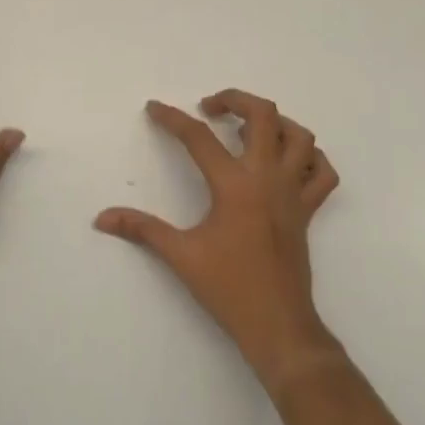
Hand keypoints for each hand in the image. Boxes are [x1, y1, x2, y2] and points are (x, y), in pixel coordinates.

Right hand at [94, 90, 340, 387]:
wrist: (277, 324)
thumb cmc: (228, 287)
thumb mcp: (180, 255)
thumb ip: (141, 229)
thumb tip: (102, 218)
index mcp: (235, 185)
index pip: (199, 138)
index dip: (172, 118)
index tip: (154, 108)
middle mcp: (268, 178)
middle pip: (263, 115)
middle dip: (235, 100)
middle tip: (210, 108)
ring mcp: (294, 192)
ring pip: (300, 137)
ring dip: (275, 122)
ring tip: (248, 129)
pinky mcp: (308, 210)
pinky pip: (322, 173)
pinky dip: (310, 158)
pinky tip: (288, 162)